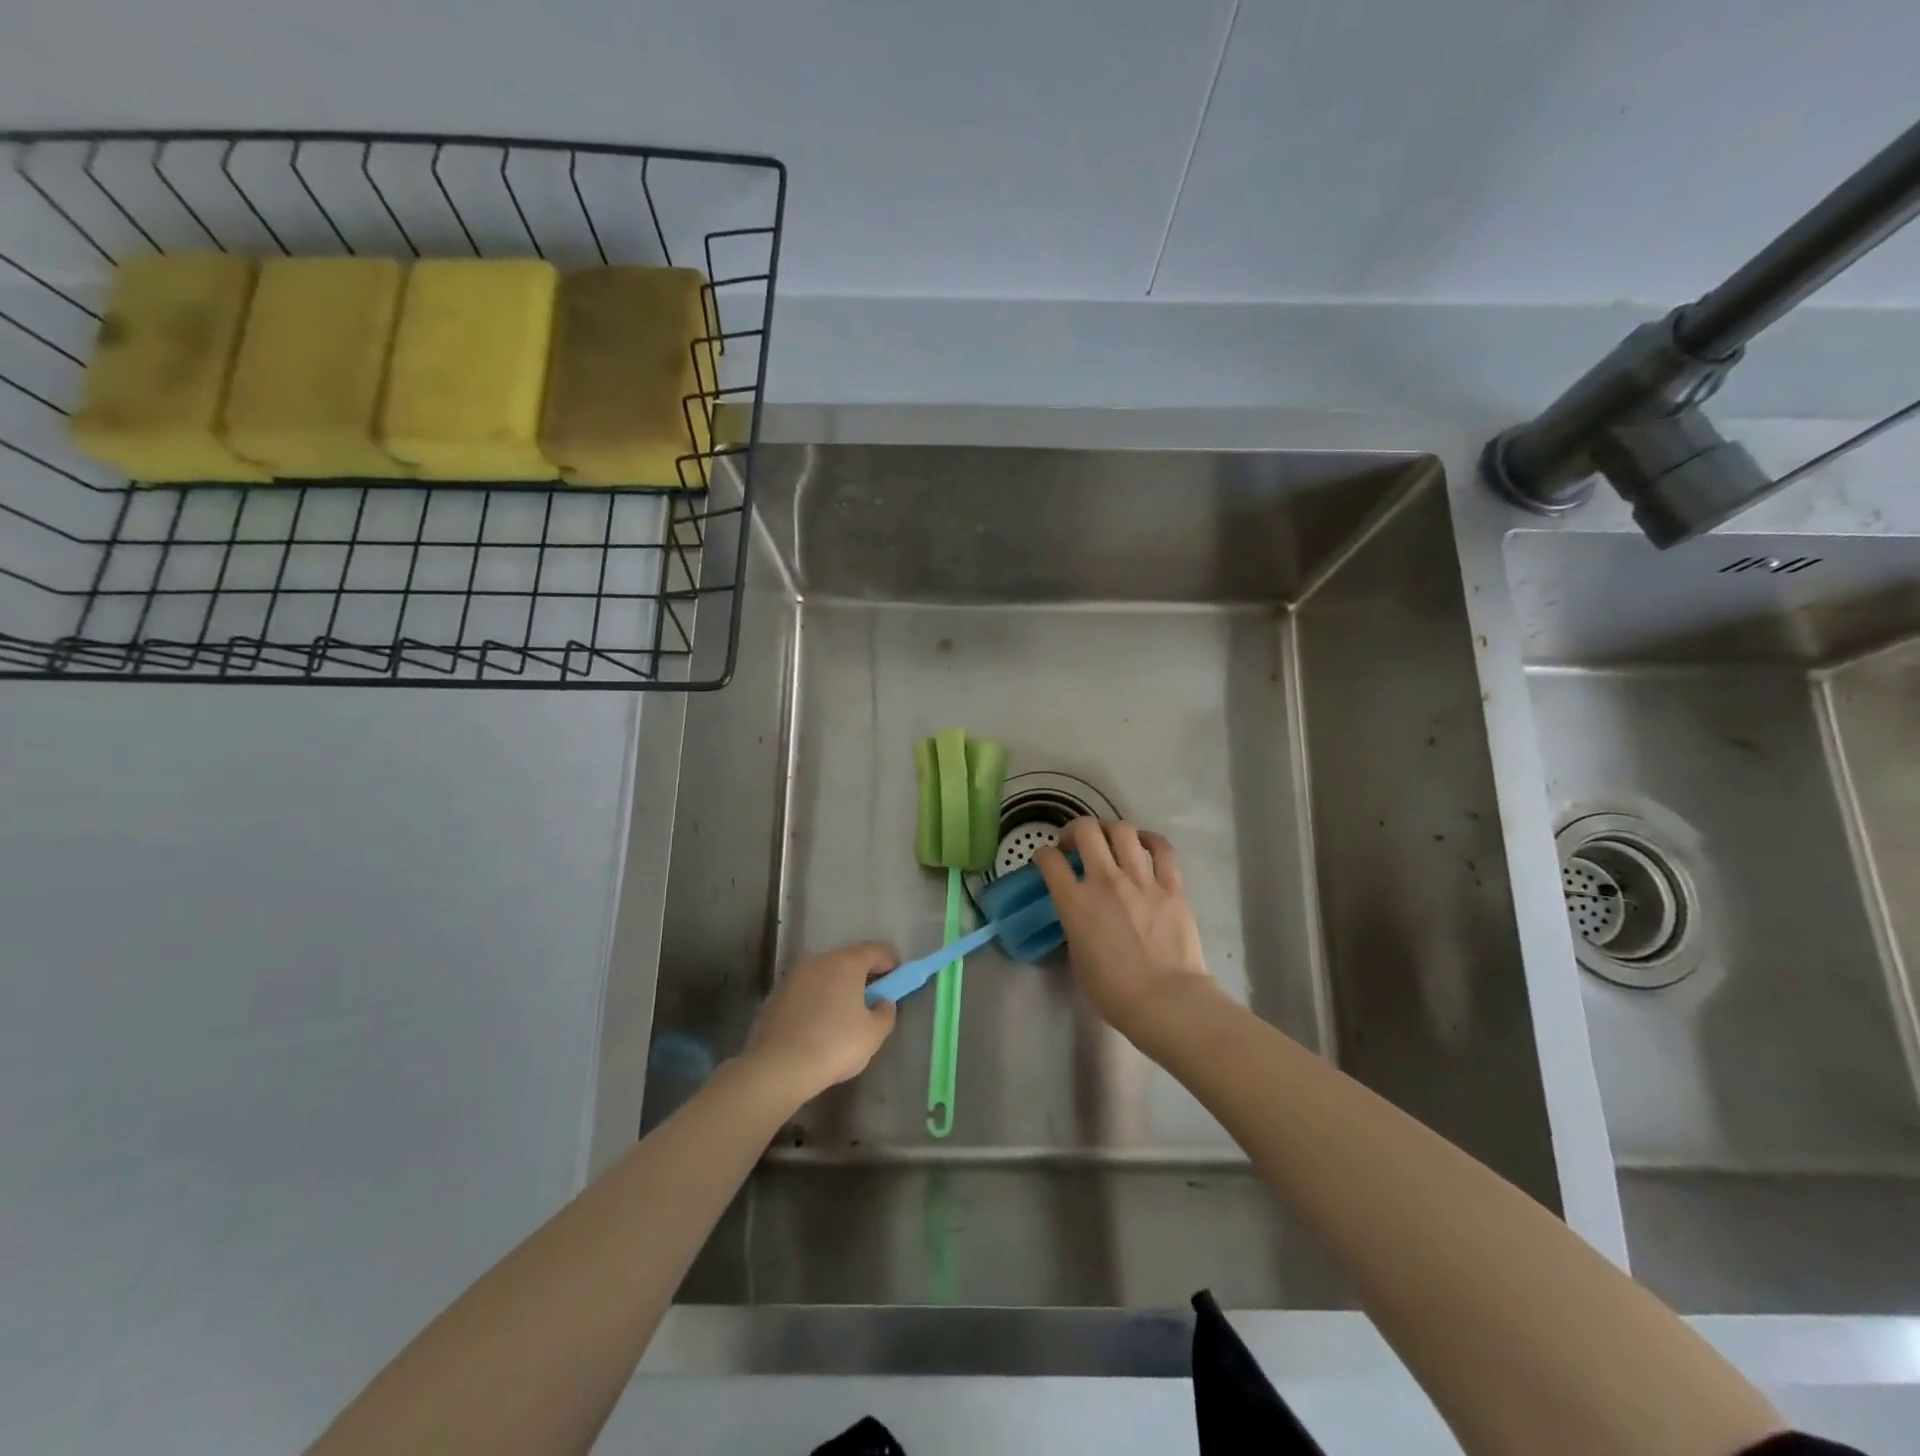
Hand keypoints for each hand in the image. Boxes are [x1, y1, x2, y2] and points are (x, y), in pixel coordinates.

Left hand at [743, 941, 898, 1102]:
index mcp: (846, 962)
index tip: (896, 980)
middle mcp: (819, 961)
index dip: (890, 962)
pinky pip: (805, 992)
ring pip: (823, 975)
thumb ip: (885, 1012)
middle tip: (871, 1000)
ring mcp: (793, 977)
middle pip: (848, 960)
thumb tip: (882, 1002)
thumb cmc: (834, 1045)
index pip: (876, 950)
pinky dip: (815, 1001)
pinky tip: (817, 1027)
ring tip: (843, 1017)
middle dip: (862, 976)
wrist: (778, 1067)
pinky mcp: (775, 996)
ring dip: (836, 988)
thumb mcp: (874, 1034)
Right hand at [1035, 819, 1215, 1038]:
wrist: (1166, 1001)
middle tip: (1074, 843)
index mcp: (1075, 903)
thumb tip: (1080, 913)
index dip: (1043, 856)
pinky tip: (1143, 843)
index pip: (1050, 861)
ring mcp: (1141, 879)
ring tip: (1108, 839)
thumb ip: (1075, 925)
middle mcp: (1105, 881)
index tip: (1046, 861)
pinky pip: (1161, 848)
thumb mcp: (1078, 958)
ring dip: (1109, 829)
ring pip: (1122, 831)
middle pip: (1086, 831)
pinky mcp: (1171, 885)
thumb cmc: (1114, 992)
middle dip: (1074, 830)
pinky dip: (1148, 839)